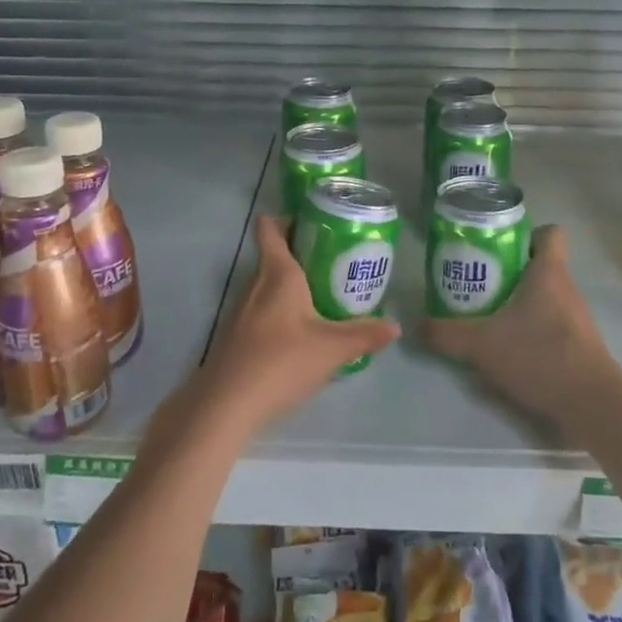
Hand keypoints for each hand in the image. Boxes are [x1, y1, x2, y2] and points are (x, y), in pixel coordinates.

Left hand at [191, 213, 398, 438]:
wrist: (226, 404)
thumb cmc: (281, 361)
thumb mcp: (332, 349)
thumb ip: (365, 335)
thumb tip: (394, 326)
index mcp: (278, 273)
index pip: (270, 228)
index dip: (288, 218)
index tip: (315, 221)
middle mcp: (256, 283)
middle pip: (274, 254)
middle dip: (302, 252)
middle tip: (335, 259)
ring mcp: (241, 309)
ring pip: (268, 283)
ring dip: (291, 282)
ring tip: (324, 293)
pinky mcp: (237, 335)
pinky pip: (262, 308)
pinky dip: (281, 308)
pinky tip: (301, 331)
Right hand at [419, 225, 621, 429]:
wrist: (591, 404)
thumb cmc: (539, 355)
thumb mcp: (482, 344)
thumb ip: (447, 333)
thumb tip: (418, 326)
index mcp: (549, 272)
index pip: (549, 233)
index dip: (525, 234)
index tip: (498, 248)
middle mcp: (566, 287)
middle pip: (539, 265)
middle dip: (509, 271)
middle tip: (477, 282)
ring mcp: (576, 317)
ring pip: (544, 296)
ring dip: (518, 302)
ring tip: (487, 315)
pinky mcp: (578, 344)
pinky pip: (551, 323)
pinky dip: (530, 328)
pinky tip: (508, 347)